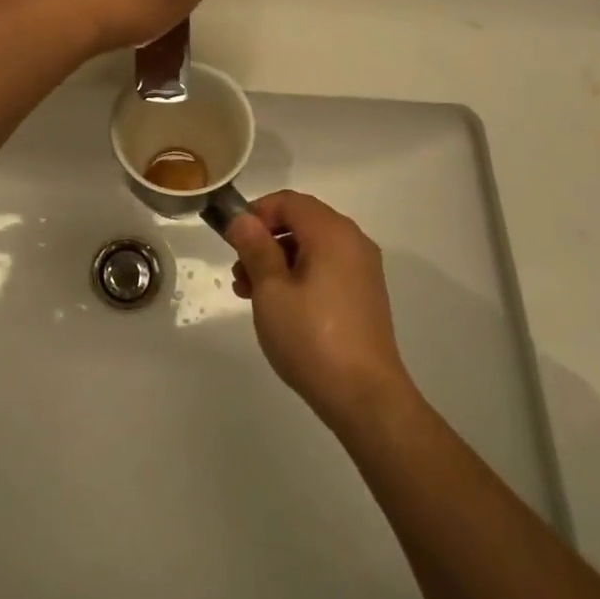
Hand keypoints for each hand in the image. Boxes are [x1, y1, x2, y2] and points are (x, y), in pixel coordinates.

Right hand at [226, 191, 413, 430]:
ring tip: (251, 295)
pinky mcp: (365, 295)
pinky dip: (299, 276)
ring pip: (312, 247)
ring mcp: (362, 269)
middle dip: (265, 241)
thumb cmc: (311, 337)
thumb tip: (243, 220)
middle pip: (301, 222)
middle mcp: (353, 241)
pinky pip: (326, 268)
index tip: (234, 241)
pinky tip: (279, 307)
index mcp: (332, 232)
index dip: (257, 213)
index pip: (289, 201)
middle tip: (239, 273)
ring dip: (278, 261)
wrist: (365, 397)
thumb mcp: (271, 290)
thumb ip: (255, 248)